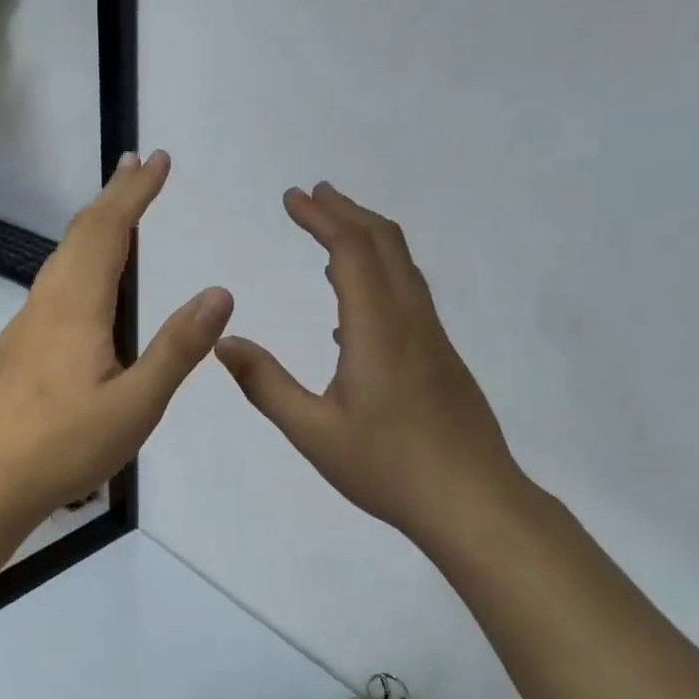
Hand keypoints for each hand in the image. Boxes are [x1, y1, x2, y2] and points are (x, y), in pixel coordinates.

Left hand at [0, 150, 233, 519]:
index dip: (134, 193)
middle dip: (113, 197)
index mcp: (77, 308)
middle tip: (139, 167)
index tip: (158, 160)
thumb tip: (219, 292)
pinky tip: (84, 284)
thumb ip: (177, 348)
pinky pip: (51, 285)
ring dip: (93, 227)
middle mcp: (46, 304)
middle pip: (80, 235)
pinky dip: (77, 260)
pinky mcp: (16, 348)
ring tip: (119, 213)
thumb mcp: (136, 405)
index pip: (108, 232)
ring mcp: (25, 325)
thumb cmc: (66, 446)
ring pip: (61, 259)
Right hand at [214, 182, 525, 549]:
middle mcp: (410, 320)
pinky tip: (351, 309)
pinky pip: (408, 295)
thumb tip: (224, 341)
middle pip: (385, 243)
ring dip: (367, 239)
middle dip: (346, 212)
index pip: (352, 250)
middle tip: (312, 196)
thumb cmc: (388, 468)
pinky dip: (379, 274)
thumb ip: (265, 384)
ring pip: (403, 267)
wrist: (474, 503)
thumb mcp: (313, 432)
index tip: (292, 197)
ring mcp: (432, 338)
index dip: (322, 217)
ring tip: (330, 235)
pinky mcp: (441, 358)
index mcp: (378, 329)